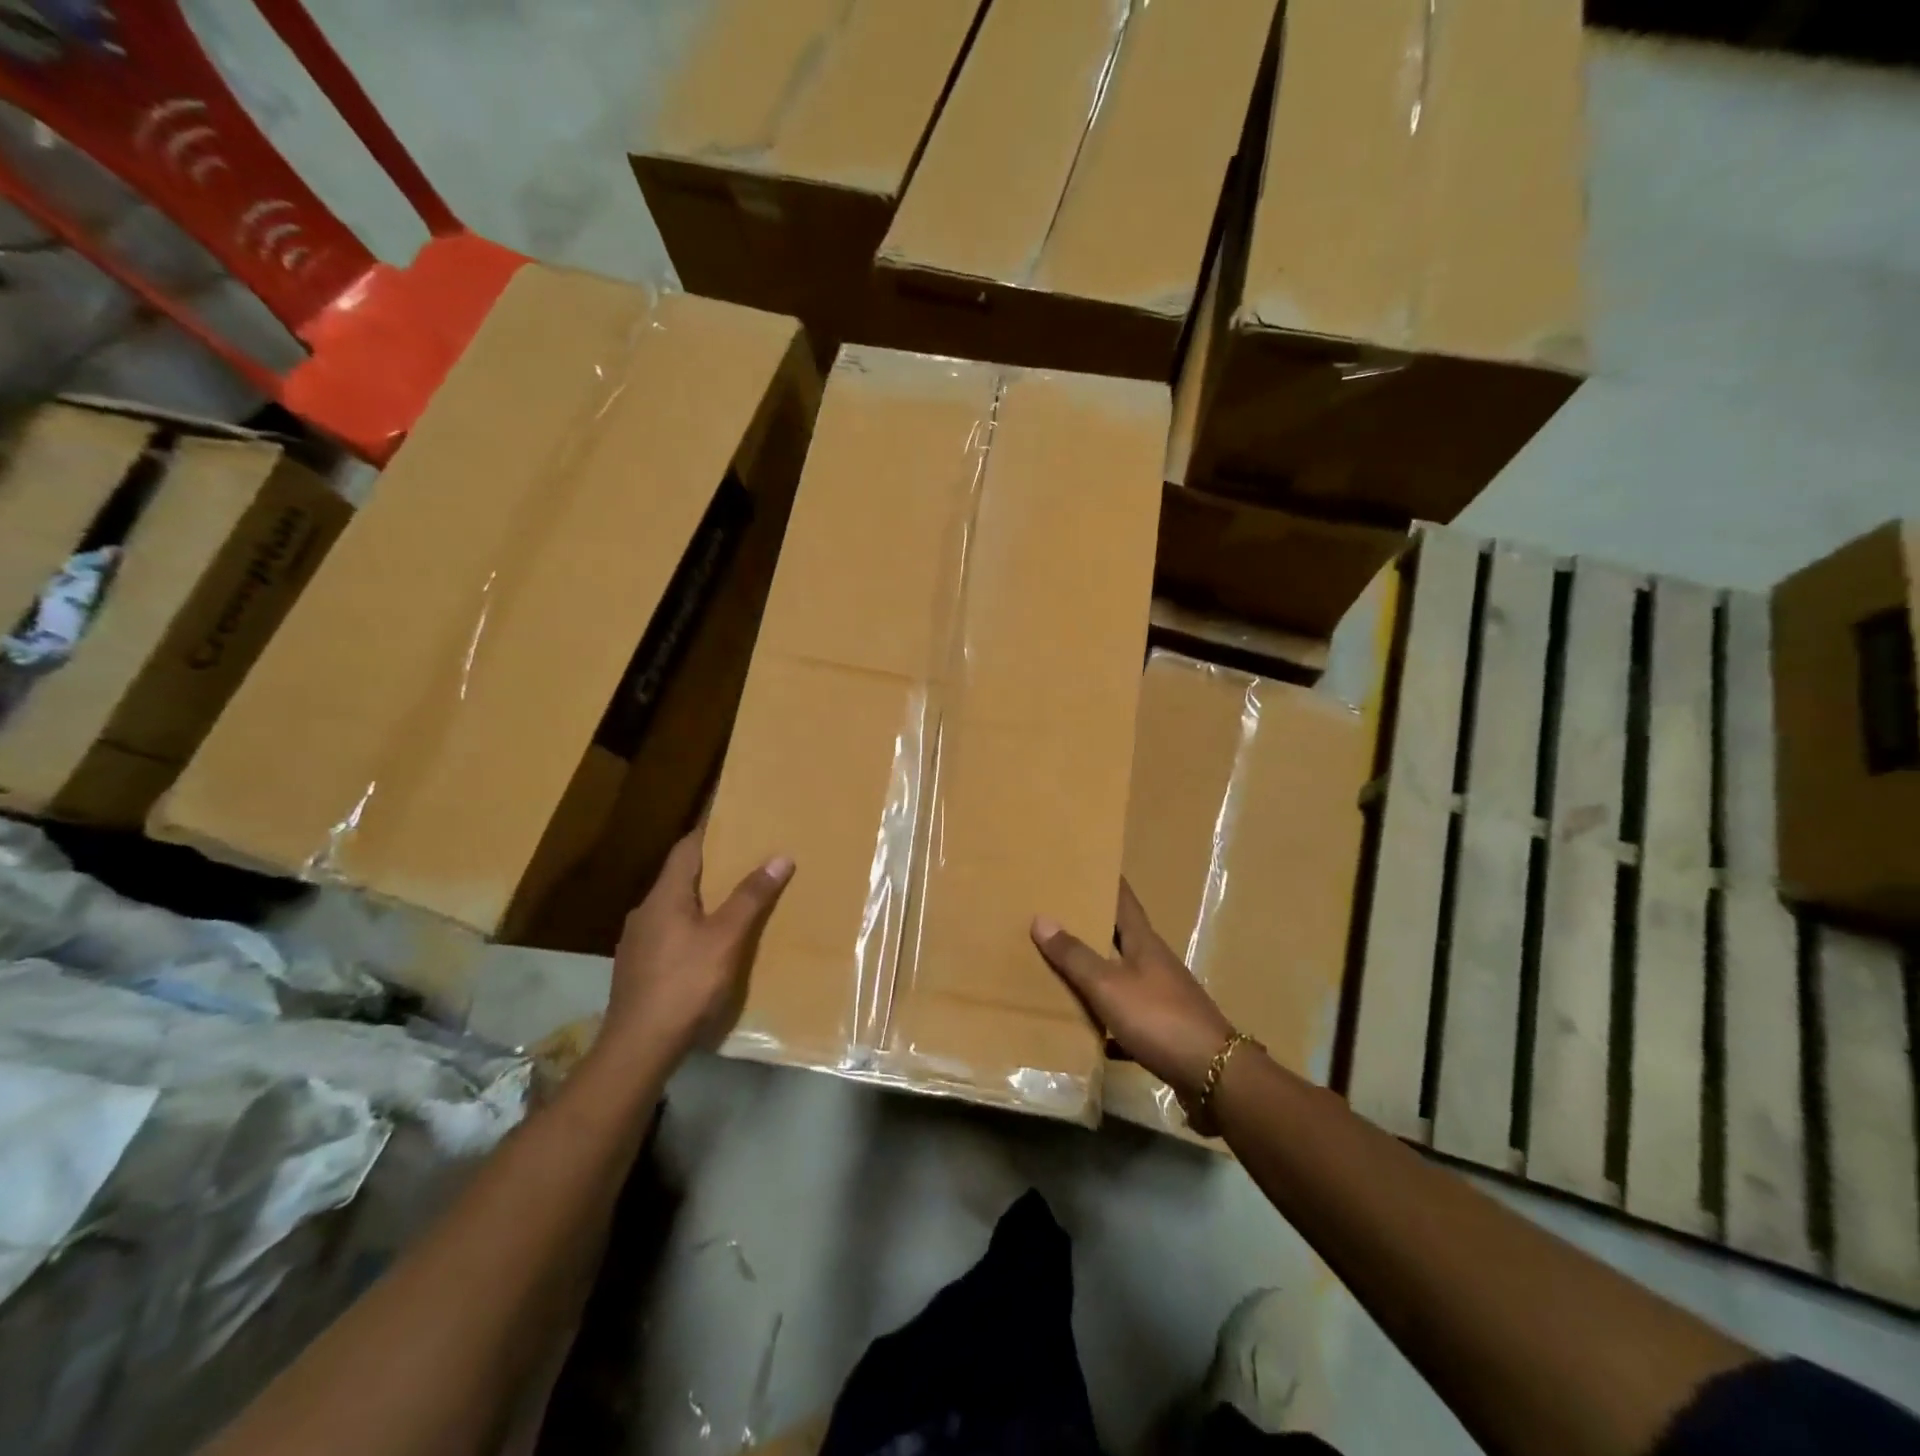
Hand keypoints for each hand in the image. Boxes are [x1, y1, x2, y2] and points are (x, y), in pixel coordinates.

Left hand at [595, 828, 793, 1071]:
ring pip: (673, 908)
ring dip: (700, 900)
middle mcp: (645, 912)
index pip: (686, 849)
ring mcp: (637, 942)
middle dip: (711, 868)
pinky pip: (668, 934)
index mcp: (664, 896)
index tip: (734, 821)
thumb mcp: (727, 938)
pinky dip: (691, 928)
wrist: (638, 1047)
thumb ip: (751, 897)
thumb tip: (780, 856)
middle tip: (745, 861)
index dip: (709, 832)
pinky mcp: (637, 969)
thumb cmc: (685, 984)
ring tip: (732, 903)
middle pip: (679, 878)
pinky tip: (708, 945)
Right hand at [1031, 880, 1233, 1105]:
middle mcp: (1156, 964)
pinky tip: (1090, 1034)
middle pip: (1122, 938)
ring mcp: (1164, 997)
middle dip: (1094, 926)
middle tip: (1060, 914)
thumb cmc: (1159, 1018)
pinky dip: (1109, 1022)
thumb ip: (1075, 956)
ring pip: (1124, 977)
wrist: (1212, 1075)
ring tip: (1064, 970)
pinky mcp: (1166, 1030)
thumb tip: (1042, 918)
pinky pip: (1130, 1018)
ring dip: (1099, 973)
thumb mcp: (1108, 985)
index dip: (1108, 881)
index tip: (1089, 863)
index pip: (1125, 901)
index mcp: (1145, 943)